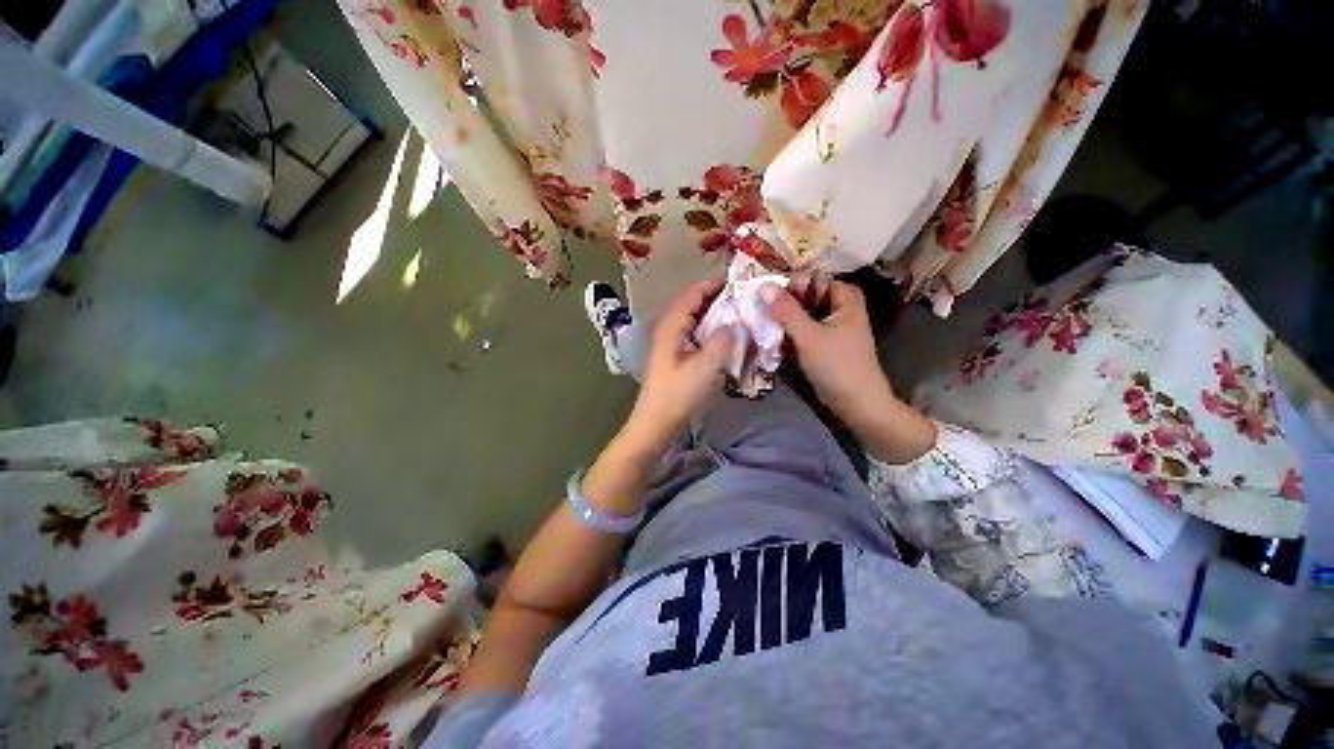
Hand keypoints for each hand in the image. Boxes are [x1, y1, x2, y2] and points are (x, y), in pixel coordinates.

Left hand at [622, 279, 733, 449]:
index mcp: (672, 325)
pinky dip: (712, 331)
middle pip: (695, 303)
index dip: (716, 284)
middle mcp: (670, 327)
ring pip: (697, 319)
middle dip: (720, 300)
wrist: (656, 423)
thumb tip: (736, 322)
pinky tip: (728, 340)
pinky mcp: (677, 355)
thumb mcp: (704, 367)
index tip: (743, 285)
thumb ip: (723, 341)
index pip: (694, 291)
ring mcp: (672, 342)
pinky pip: (697, 334)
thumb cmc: (678, 395)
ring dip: (717, 316)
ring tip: (743, 318)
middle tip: (748, 303)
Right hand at [768, 281, 935, 462]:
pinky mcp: (824, 341)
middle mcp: (839, 305)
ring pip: (801, 312)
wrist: (857, 403)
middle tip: (761, 311)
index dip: (788, 285)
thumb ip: (786, 310)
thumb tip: (763, 286)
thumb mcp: (809, 336)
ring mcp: (831, 324)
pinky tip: (773, 336)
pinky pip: (802, 328)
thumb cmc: (837, 365)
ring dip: (783, 318)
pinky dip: (789, 331)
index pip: (811, 278)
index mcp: (844, 296)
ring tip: (762, 323)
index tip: (766, 298)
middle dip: (783, 303)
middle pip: (805, 295)